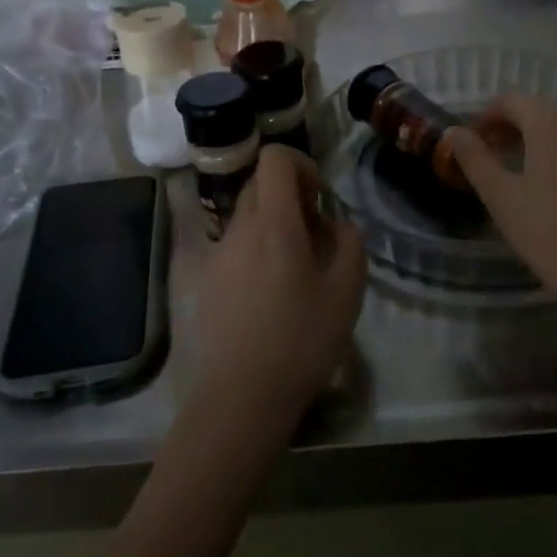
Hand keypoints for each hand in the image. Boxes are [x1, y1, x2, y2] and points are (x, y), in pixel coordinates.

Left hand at [193, 146, 365, 433]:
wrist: (241, 398)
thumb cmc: (301, 341)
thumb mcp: (347, 291)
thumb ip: (349, 243)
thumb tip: (335, 224)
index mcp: (273, 223)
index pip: (274, 158)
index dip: (302, 165)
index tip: (319, 200)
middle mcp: (239, 229)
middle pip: (260, 184)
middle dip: (291, 196)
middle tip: (315, 235)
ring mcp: (218, 255)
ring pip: (247, 216)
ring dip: (275, 225)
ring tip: (297, 269)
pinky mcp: (207, 281)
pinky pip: (236, 246)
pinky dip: (257, 250)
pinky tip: (272, 295)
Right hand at [446, 96, 556, 341]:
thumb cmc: (555, 238)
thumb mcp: (503, 200)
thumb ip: (475, 159)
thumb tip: (453, 131)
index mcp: (550, 121)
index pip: (511, 101)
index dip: (487, 117)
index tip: (475, 143)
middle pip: (544, 109)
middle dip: (518, 127)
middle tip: (499, 158)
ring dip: (550, 139)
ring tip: (535, 173)